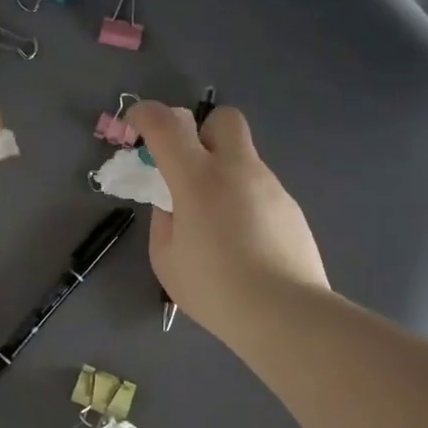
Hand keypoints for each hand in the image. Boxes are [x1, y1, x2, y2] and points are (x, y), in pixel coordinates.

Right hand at [125, 101, 328, 339]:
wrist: (284, 313)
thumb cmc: (214, 288)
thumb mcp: (166, 258)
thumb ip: (164, 220)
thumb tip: (174, 204)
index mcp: (197, 178)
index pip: (166, 123)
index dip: (144, 114)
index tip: (136, 128)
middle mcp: (237, 169)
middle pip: (222, 119)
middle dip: (201, 131)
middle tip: (189, 169)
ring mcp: (270, 186)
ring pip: (243, 157)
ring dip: (223, 173)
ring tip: (216, 225)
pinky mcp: (291, 207)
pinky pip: (260, 189)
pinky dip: (244, 201)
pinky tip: (244, 242)